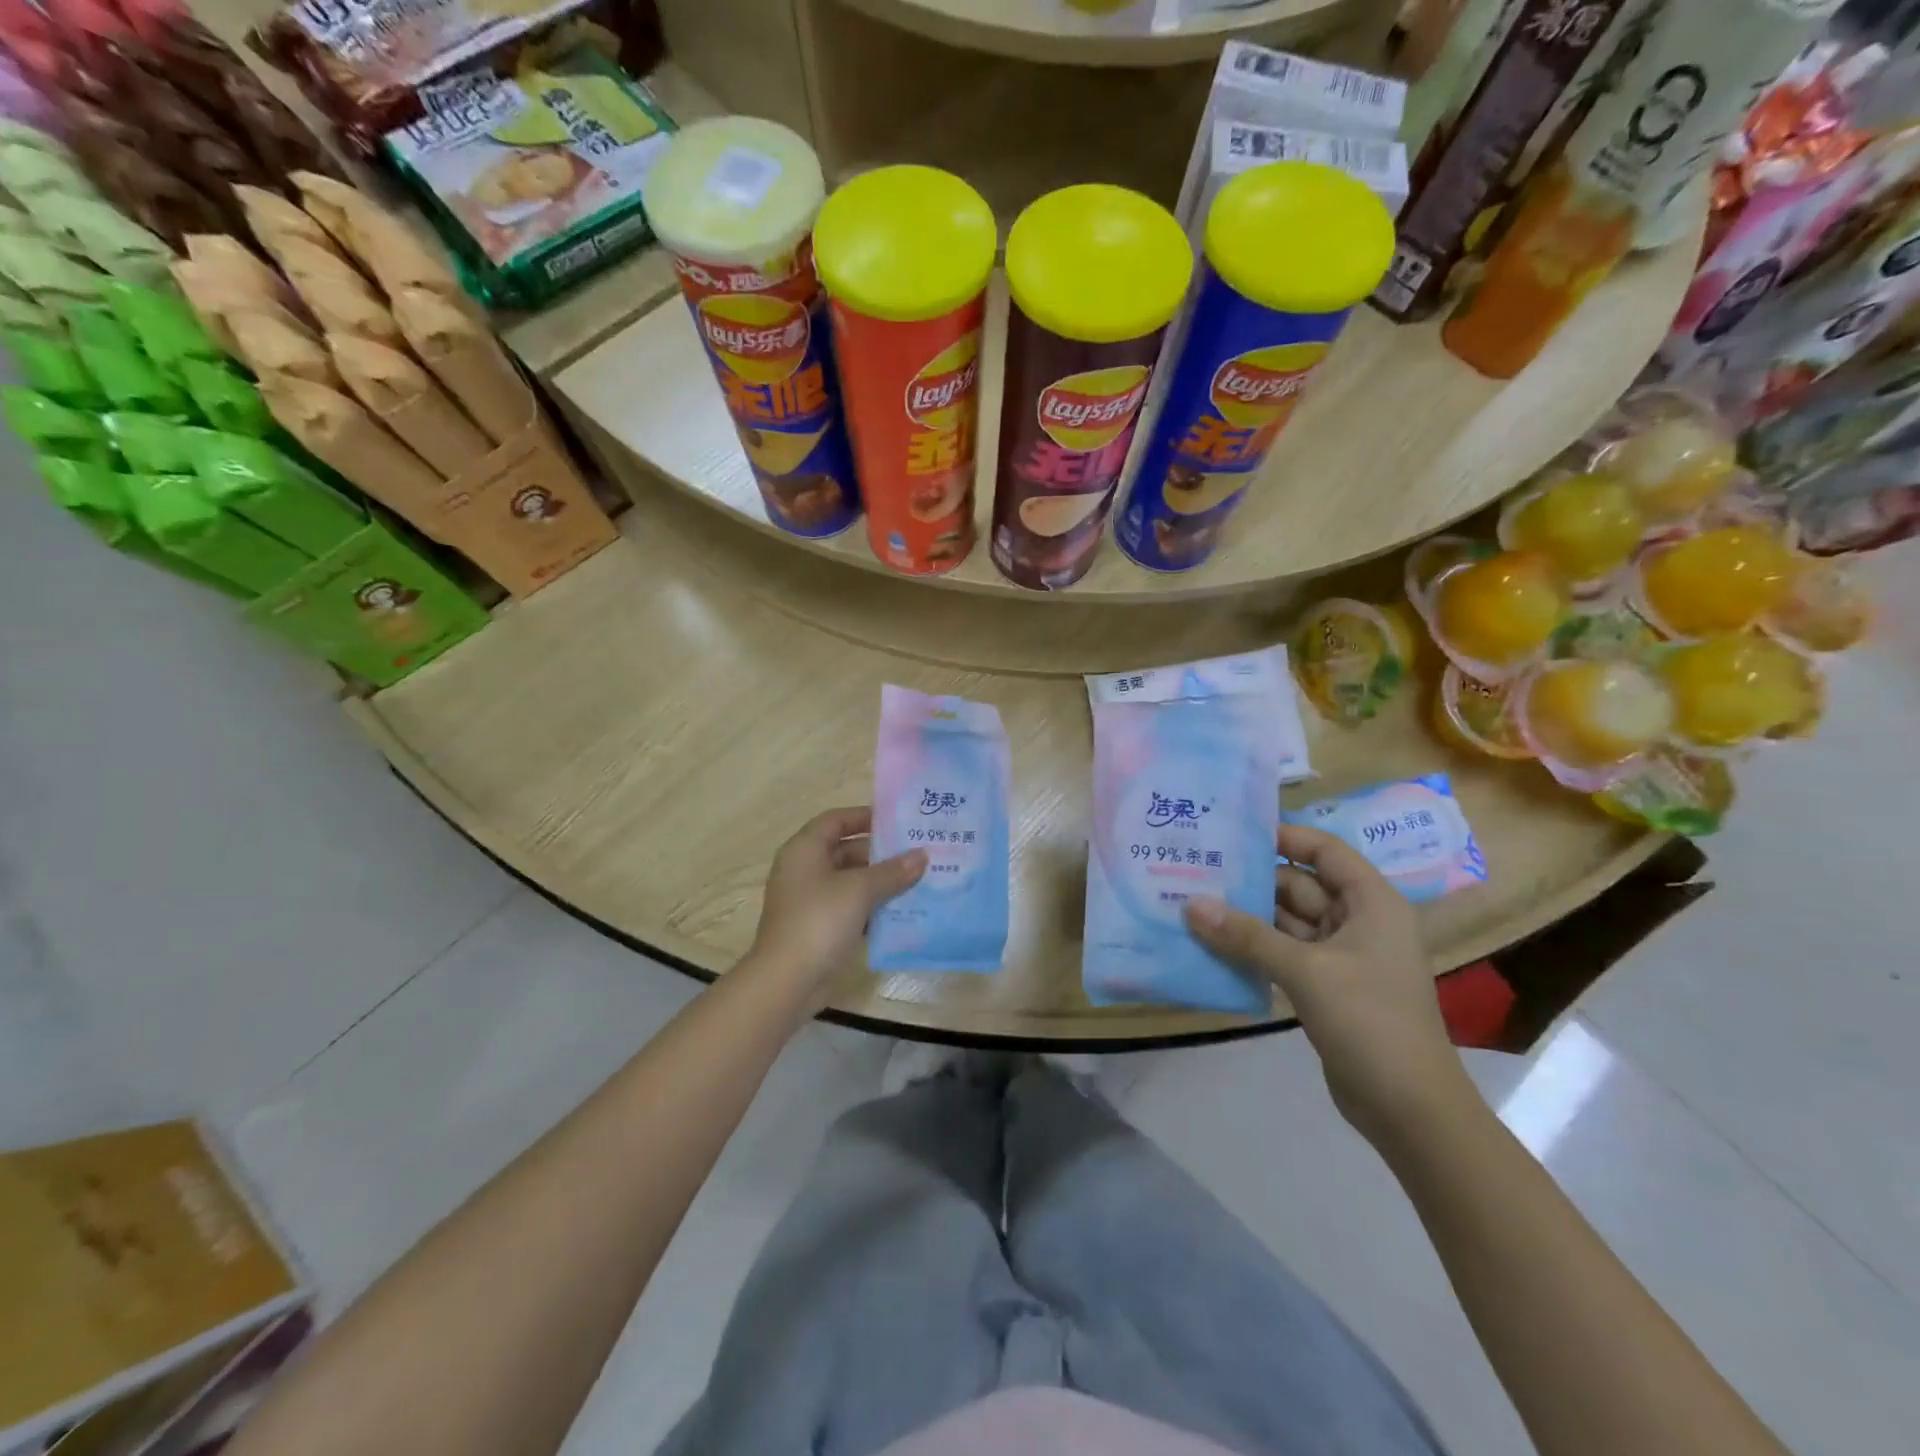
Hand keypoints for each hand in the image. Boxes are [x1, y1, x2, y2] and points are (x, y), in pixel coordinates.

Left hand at [746, 807, 925, 995]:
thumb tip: (922, 855)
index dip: (864, 816)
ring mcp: (809, 900)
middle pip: (845, 850)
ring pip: (849, 881)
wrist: (788, 981)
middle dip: (880, 853)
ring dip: (879, 881)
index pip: (836, 820)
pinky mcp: (817, 927)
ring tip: (917, 879)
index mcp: (805, 849)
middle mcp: (803, 869)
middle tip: (917, 853)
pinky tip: (901, 911)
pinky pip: (849, 907)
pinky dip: (871, 906)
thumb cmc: (820, 920)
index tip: (897, 821)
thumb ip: (893, 871)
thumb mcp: (860, 890)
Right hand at [1184, 824, 1472, 1146]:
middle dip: (1253, 880)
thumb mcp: (1305, 970)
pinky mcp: (1325, 986)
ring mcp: (1341, 956)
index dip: (1285, 837)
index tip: (1233, 832)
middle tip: (1198, 868)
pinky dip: (1253, 947)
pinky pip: (1283, 953)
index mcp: (1371, 903)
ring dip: (1247, 916)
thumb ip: (1247, 935)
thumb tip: (1191, 904)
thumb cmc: (1369, 1020)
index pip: (1325, 851)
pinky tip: (1212, 943)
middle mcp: (1358, 921)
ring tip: (1194, 901)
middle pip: (1300, 885)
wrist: (1408, 1108)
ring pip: (1287, 921)